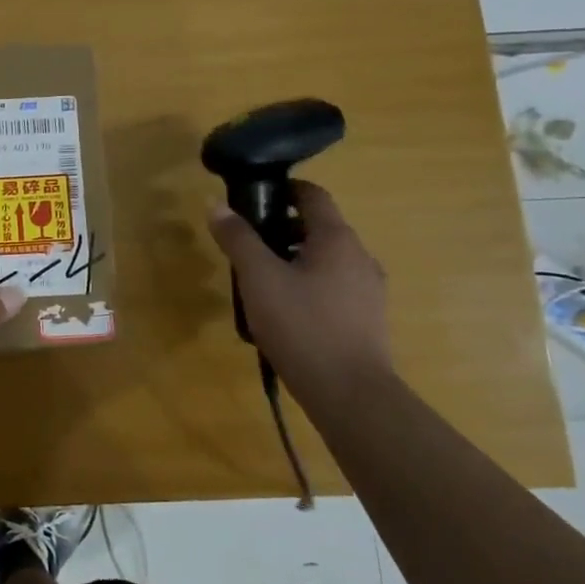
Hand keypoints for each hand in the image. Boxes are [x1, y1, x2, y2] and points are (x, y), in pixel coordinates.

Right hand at [206, 181, 392, 401]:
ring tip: (260, 282)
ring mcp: (368, 290)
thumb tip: (215, 204)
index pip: (313, 195)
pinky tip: (284, 312)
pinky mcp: (367, 320)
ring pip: (326, 260)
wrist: (349, 394)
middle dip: (282, 229)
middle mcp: (360, 257)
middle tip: (247, 246)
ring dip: (294, 260)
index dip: (283, 189)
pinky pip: (333, 288)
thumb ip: (238, 239)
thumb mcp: (259, 278)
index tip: (253, 198)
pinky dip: (309, 286)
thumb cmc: (302, 325)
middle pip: (319, 228)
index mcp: (337, 239)